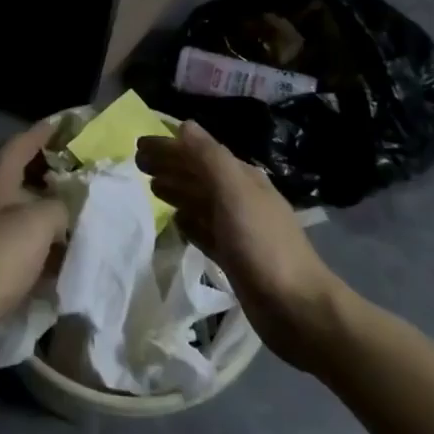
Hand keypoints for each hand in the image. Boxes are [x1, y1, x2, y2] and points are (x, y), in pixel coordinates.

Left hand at [0, 120, 68, 356]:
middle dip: (43, 176)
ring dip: (38, 213)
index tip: (61, 124)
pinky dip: (28, 244)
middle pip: (14, 179)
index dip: (40, 133)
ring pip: (11, 213)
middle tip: (73, 178)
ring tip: (67, 221)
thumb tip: (61, 209)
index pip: (17, 146)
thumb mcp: (38, 225)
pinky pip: (6, 242)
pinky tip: (45, 261)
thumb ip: (58, 208)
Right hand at [136, 120, 350, 372]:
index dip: (169, 146)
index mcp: (243, 178)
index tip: (138, 144)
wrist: (296, 308)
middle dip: (169, 165)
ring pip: (199, 201)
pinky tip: (176, 223)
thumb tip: (184, 125)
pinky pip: (204, 230)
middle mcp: (240, 198)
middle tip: (137, 163)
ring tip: (151, 186)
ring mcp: (238, 229)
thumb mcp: (234, 192)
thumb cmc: (262, 244)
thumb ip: (209, 158)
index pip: (199, 152)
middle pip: (198, 175)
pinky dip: (188, 222)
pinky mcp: (233, 257)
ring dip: (176, 190)